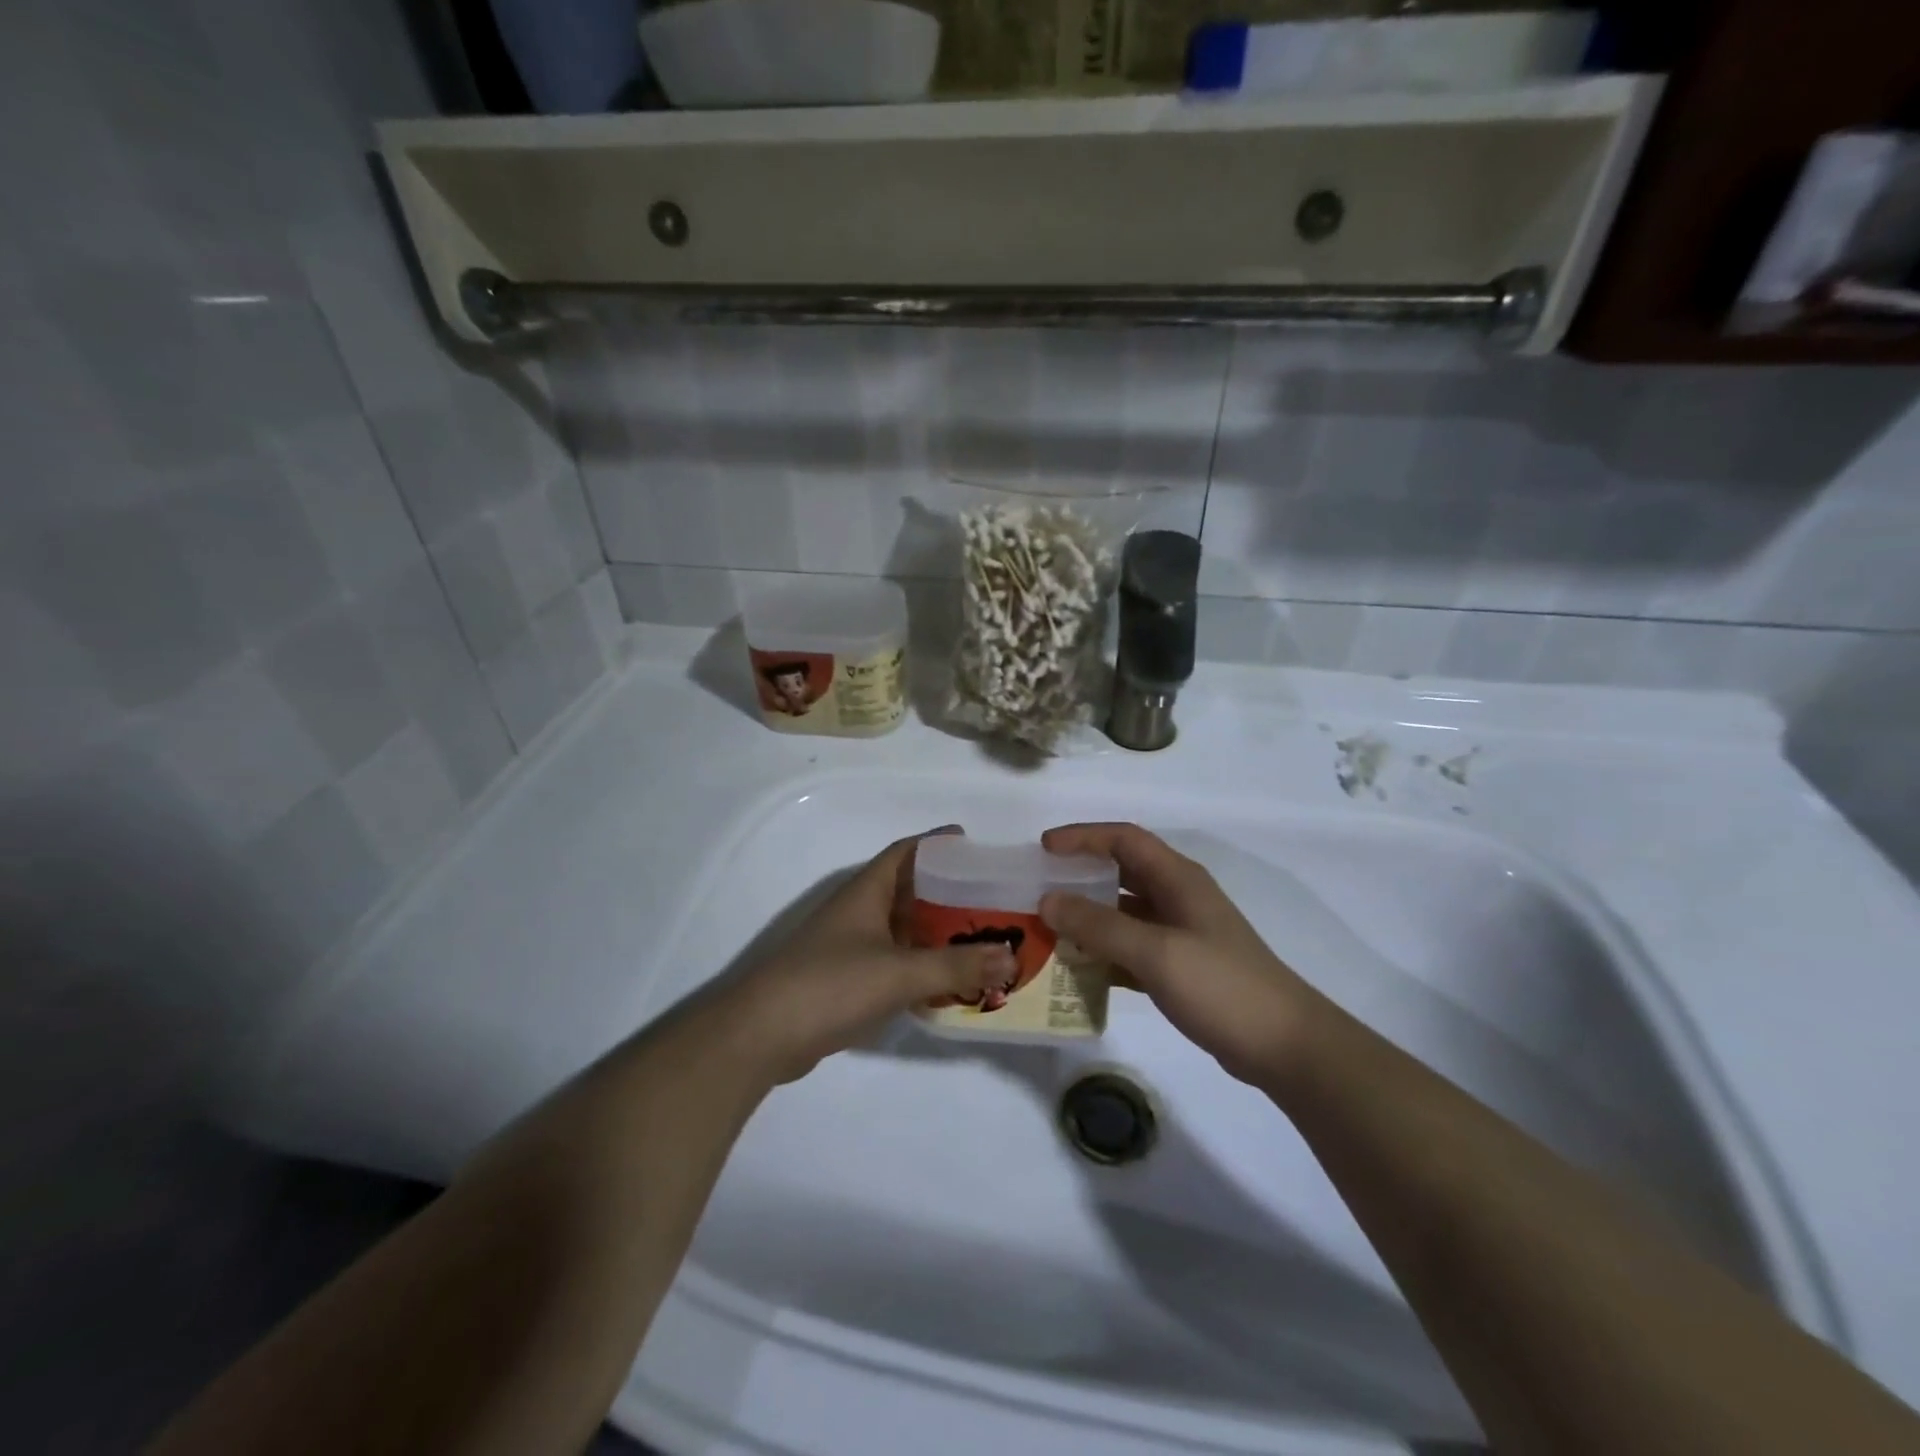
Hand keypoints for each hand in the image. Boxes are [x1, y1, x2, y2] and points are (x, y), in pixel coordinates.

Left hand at [720, 829, 1016, 1084]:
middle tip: (993, 901)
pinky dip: (921, 966)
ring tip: (982, 940)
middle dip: (949, 894)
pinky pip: (895, 962)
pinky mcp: (846, 980)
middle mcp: (859, 912)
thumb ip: (956, 965)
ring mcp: (850, 947)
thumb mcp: (899, 972)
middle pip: (910, 891)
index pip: (906, 852)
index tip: (976, 846)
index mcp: (866, 892)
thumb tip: (1011, 956)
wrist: (762, 1035)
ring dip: (937, 934)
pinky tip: (948, 981)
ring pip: (903, 930)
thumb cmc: (831, 985)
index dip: (938, 844)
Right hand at [1040, 823, 1327, 1087]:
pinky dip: (1104, 952)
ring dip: (1089, 918)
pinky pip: (1131, 948)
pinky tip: (1078, 969)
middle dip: (1080, 876)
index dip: (1083, 837)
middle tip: (1039, 888)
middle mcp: (1178, 898)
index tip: (1043, 848)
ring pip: (1124, 913)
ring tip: (1048, 929)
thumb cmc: (1221, 986)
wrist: (1284, 1046)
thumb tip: (1047, 900)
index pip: (1124, 839)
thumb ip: (1099, 925)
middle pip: (1121, 872)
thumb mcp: (1155, 952)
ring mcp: (1181, 933)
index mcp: (1178, 879)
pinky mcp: (1181, 967)